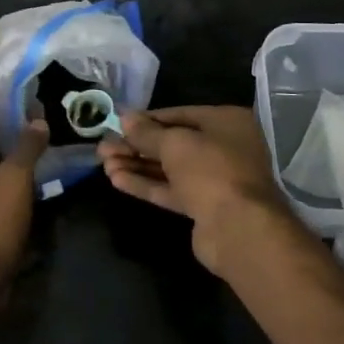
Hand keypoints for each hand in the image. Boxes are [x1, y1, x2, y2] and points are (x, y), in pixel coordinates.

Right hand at [98, 106, 292, 276]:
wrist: (239, 229)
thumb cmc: (211, 170)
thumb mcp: (175, 143)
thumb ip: (147, 132)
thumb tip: (125, 118)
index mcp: (226, 122)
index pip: (179, 114)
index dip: (147, 119)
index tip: (118, 122)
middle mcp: (224, 147)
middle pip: (173, 143)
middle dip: (137, 145)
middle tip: (104, 147)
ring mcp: (214, 179)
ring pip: (169, 168)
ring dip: (137, 165)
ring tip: (104, 163)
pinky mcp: (204, 207)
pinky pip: (171, 190)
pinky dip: (146, 184)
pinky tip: (116, 179)